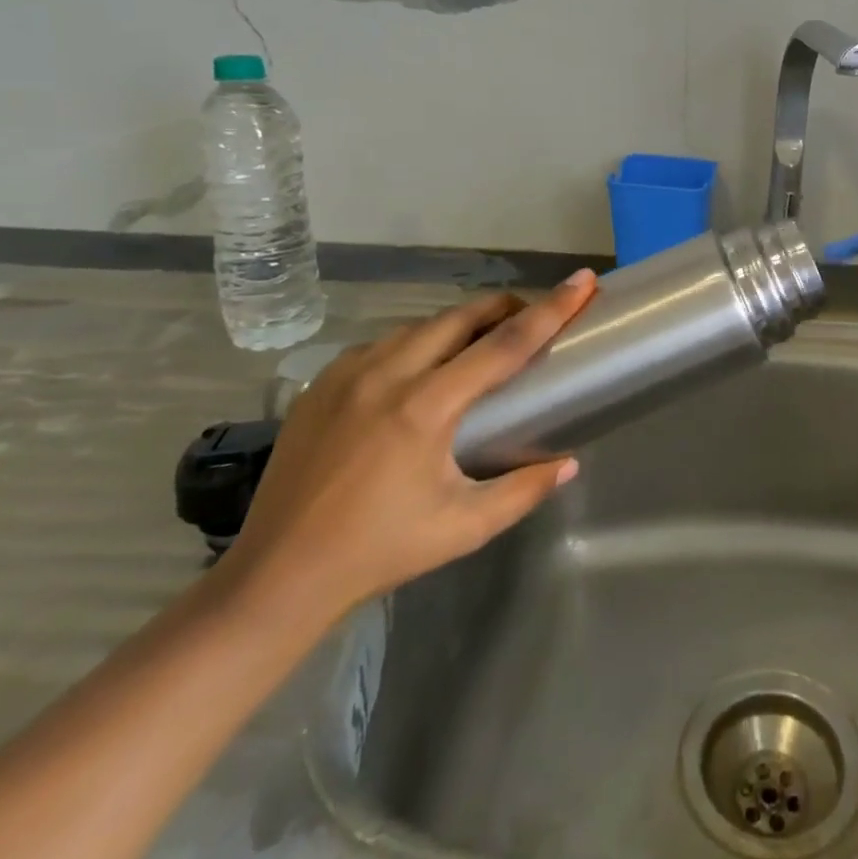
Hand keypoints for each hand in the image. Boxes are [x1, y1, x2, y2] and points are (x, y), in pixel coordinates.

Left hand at [215, 273, 597, 625]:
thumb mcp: (463, 528)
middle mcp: (387, 374)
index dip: (551, 309)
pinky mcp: (321, 384)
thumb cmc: (379, 551)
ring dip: (458, 325)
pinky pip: (382, 344)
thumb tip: (568, 463)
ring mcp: (348, 374)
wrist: (275, 577)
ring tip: (478, 345)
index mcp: (427, 407)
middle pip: (461, 316)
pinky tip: (417, 372)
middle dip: (504, 307)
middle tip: (532, 315)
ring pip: (420, 326)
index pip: (505, 344)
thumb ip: (523, 491)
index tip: (582, 281)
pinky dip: (414, 344)